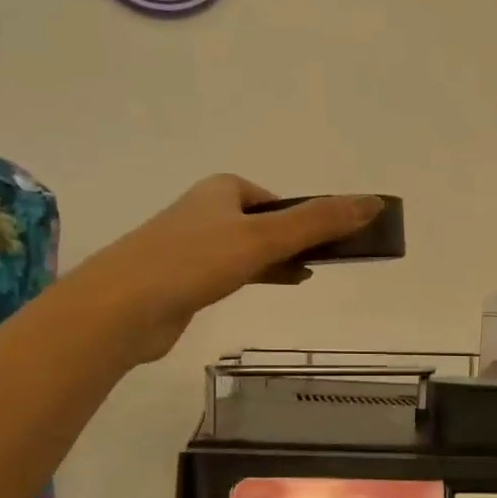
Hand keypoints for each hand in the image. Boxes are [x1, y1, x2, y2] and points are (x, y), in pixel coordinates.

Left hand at [94, 177, 385, 362]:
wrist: (122, 307)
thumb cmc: (193, 261)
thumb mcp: (264, 237)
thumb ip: (318, 222)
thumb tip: (374, 204)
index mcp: (222, 190)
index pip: (276, 198)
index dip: (304, 215)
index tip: (328, 239)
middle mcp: (206, 212)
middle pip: (264, 222)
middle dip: (293, 239)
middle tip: (325, 259)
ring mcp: (192, 248)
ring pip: (248, 250)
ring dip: (277, 260)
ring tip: (306, 277)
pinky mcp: (184, 281)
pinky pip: (231, 273)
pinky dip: (255, 278)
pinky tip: (270, 288)